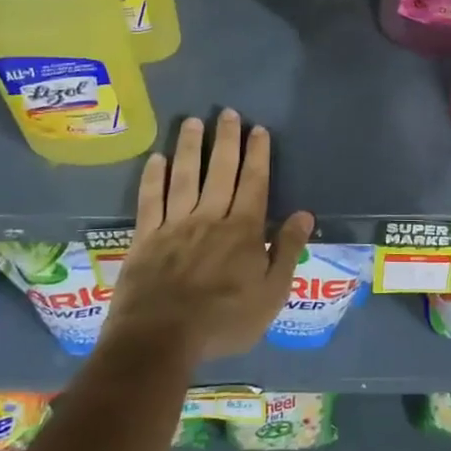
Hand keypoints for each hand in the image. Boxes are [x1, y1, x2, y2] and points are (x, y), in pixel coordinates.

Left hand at [100, 109, 314, 364]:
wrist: (161, 338)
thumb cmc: (223, 321)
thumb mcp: (271, 294)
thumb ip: (287, 251)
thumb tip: (304, 215)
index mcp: (243, 230)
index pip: (254, 183)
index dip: (257, 154)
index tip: (258, 129)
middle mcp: (210, 217)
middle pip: (220, 170)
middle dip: (226, 140)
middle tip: (228, 112)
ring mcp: (174, 224)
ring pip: (185, 176)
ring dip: (190, 147)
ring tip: (193, 121)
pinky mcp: (146, 236)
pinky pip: (150, 199)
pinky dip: (153, 177)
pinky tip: (157, 158)